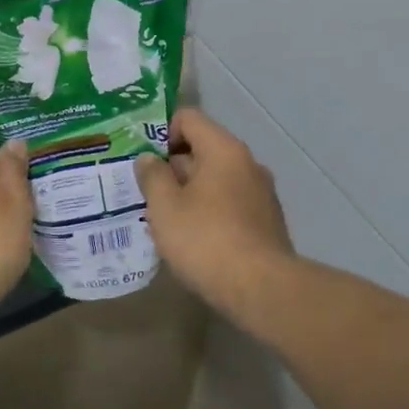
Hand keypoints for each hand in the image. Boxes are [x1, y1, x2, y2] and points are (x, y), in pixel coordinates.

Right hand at [135, 108, 294, 316]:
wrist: (262, 290)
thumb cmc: (206, 239)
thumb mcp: (165, 207)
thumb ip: (152, 176)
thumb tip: (148, 158)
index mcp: (224, 150)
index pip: (188, 118)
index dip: (161, 132)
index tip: (143, 160)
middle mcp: (248, 163)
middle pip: (202, 148)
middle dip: (172, 167)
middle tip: (146, 191)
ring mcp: (261, 193)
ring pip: (215, 179)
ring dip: (189, 191)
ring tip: (165, 218)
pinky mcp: (266, 221)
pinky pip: (229, 203)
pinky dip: (209, 210)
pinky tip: (192, 238)